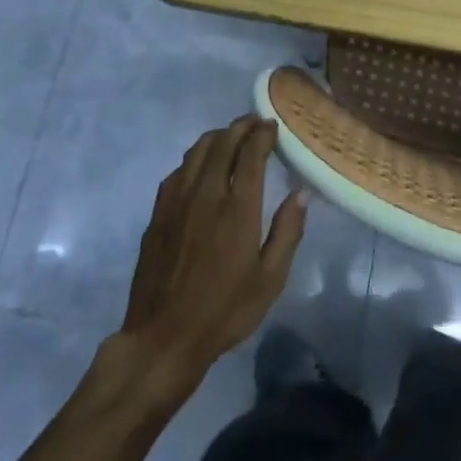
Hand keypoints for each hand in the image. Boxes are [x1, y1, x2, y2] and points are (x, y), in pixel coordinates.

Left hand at [116, 117, 306, 392]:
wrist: (163, 337)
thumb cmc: (224, 311)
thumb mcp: (270, 279)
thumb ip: (287, 231)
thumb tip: (302, 193)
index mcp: (237, 208)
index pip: (251, 154)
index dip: (263, 134)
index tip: (273, 125)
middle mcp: (206, 194)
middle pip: (222, 143)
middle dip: (241, 127)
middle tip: (255, 123)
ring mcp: (177, 201)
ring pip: (197, 151)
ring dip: (217, 137)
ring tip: (231, 137)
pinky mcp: (158, 213)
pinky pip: (178, 170)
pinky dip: (195, 158)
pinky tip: (201, 167)